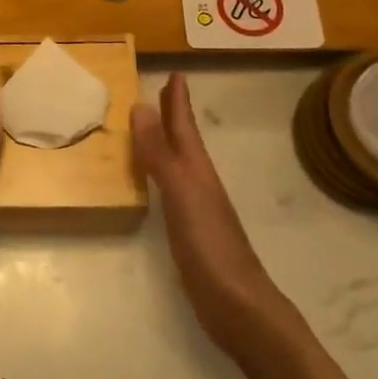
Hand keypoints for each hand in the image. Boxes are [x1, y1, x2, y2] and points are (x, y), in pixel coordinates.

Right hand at [131, 74, 289, 353]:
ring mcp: (196, 208)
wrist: (237, 305)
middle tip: (164, 91)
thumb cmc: (209, 245)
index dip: (178, 101)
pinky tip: (154, 182)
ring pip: (178, 163)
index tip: (175, 73)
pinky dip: (160, 174)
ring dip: (166, 142)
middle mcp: (198, 182)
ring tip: (151, 127)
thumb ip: (160, 152)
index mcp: (197, 169)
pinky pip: (170, 189)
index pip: (184, 126)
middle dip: (173, 115)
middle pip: (184, 141)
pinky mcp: (189, 232)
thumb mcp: (181, 193)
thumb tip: (141, 106)